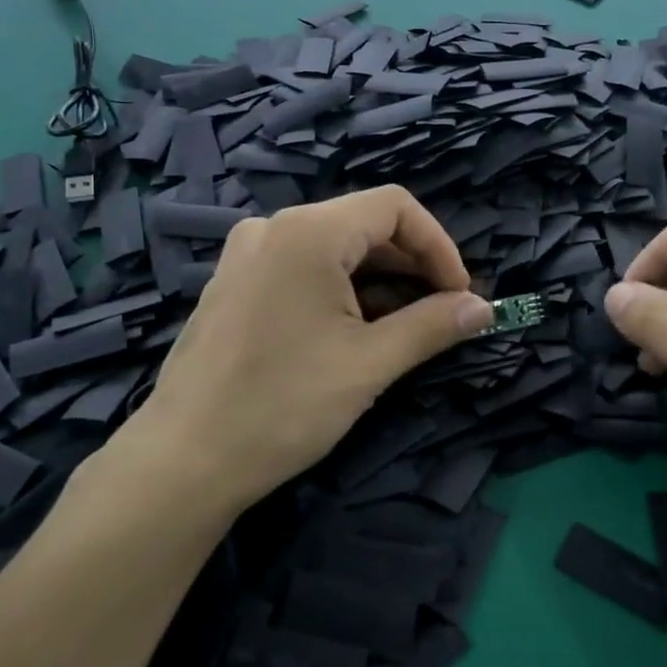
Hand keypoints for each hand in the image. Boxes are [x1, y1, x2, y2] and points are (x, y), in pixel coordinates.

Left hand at [128, 186, 493, 511]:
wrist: (184, 460)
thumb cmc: (283, 405)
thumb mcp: (369, 364)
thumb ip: (432, 326)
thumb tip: (483, 308)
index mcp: (308, 231)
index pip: (395, 206)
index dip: (439, 245)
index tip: (460, 295)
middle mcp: (273, 227)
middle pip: (363, 224)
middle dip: (411, 265)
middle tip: (439, 314)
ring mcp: (246, 254)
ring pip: (333, 247)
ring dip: (378, 280)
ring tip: (402, 328)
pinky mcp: (233, 284)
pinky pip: (301, 267)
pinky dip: (339, 288)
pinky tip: (351, 331)